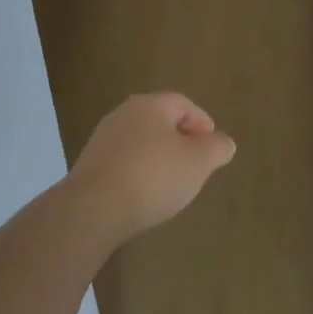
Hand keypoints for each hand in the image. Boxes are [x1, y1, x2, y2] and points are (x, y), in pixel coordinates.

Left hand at [66, 93, 235, 249]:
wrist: (93, 210)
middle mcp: (123, 115)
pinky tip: (145, 195)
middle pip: (160, 121)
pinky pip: (124, 163)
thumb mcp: (199, 162)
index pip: (183, 104)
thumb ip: (217, 148)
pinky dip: (139, 173)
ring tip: (172, 183)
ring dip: (159, 158)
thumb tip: (223, 143)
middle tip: (196, 165)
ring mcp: (102, 140)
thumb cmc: (153, 176)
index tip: (212, 148)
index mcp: (150, 105)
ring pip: (141, 143)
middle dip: (181, 141)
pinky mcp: (89, 167)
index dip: (203, 123)